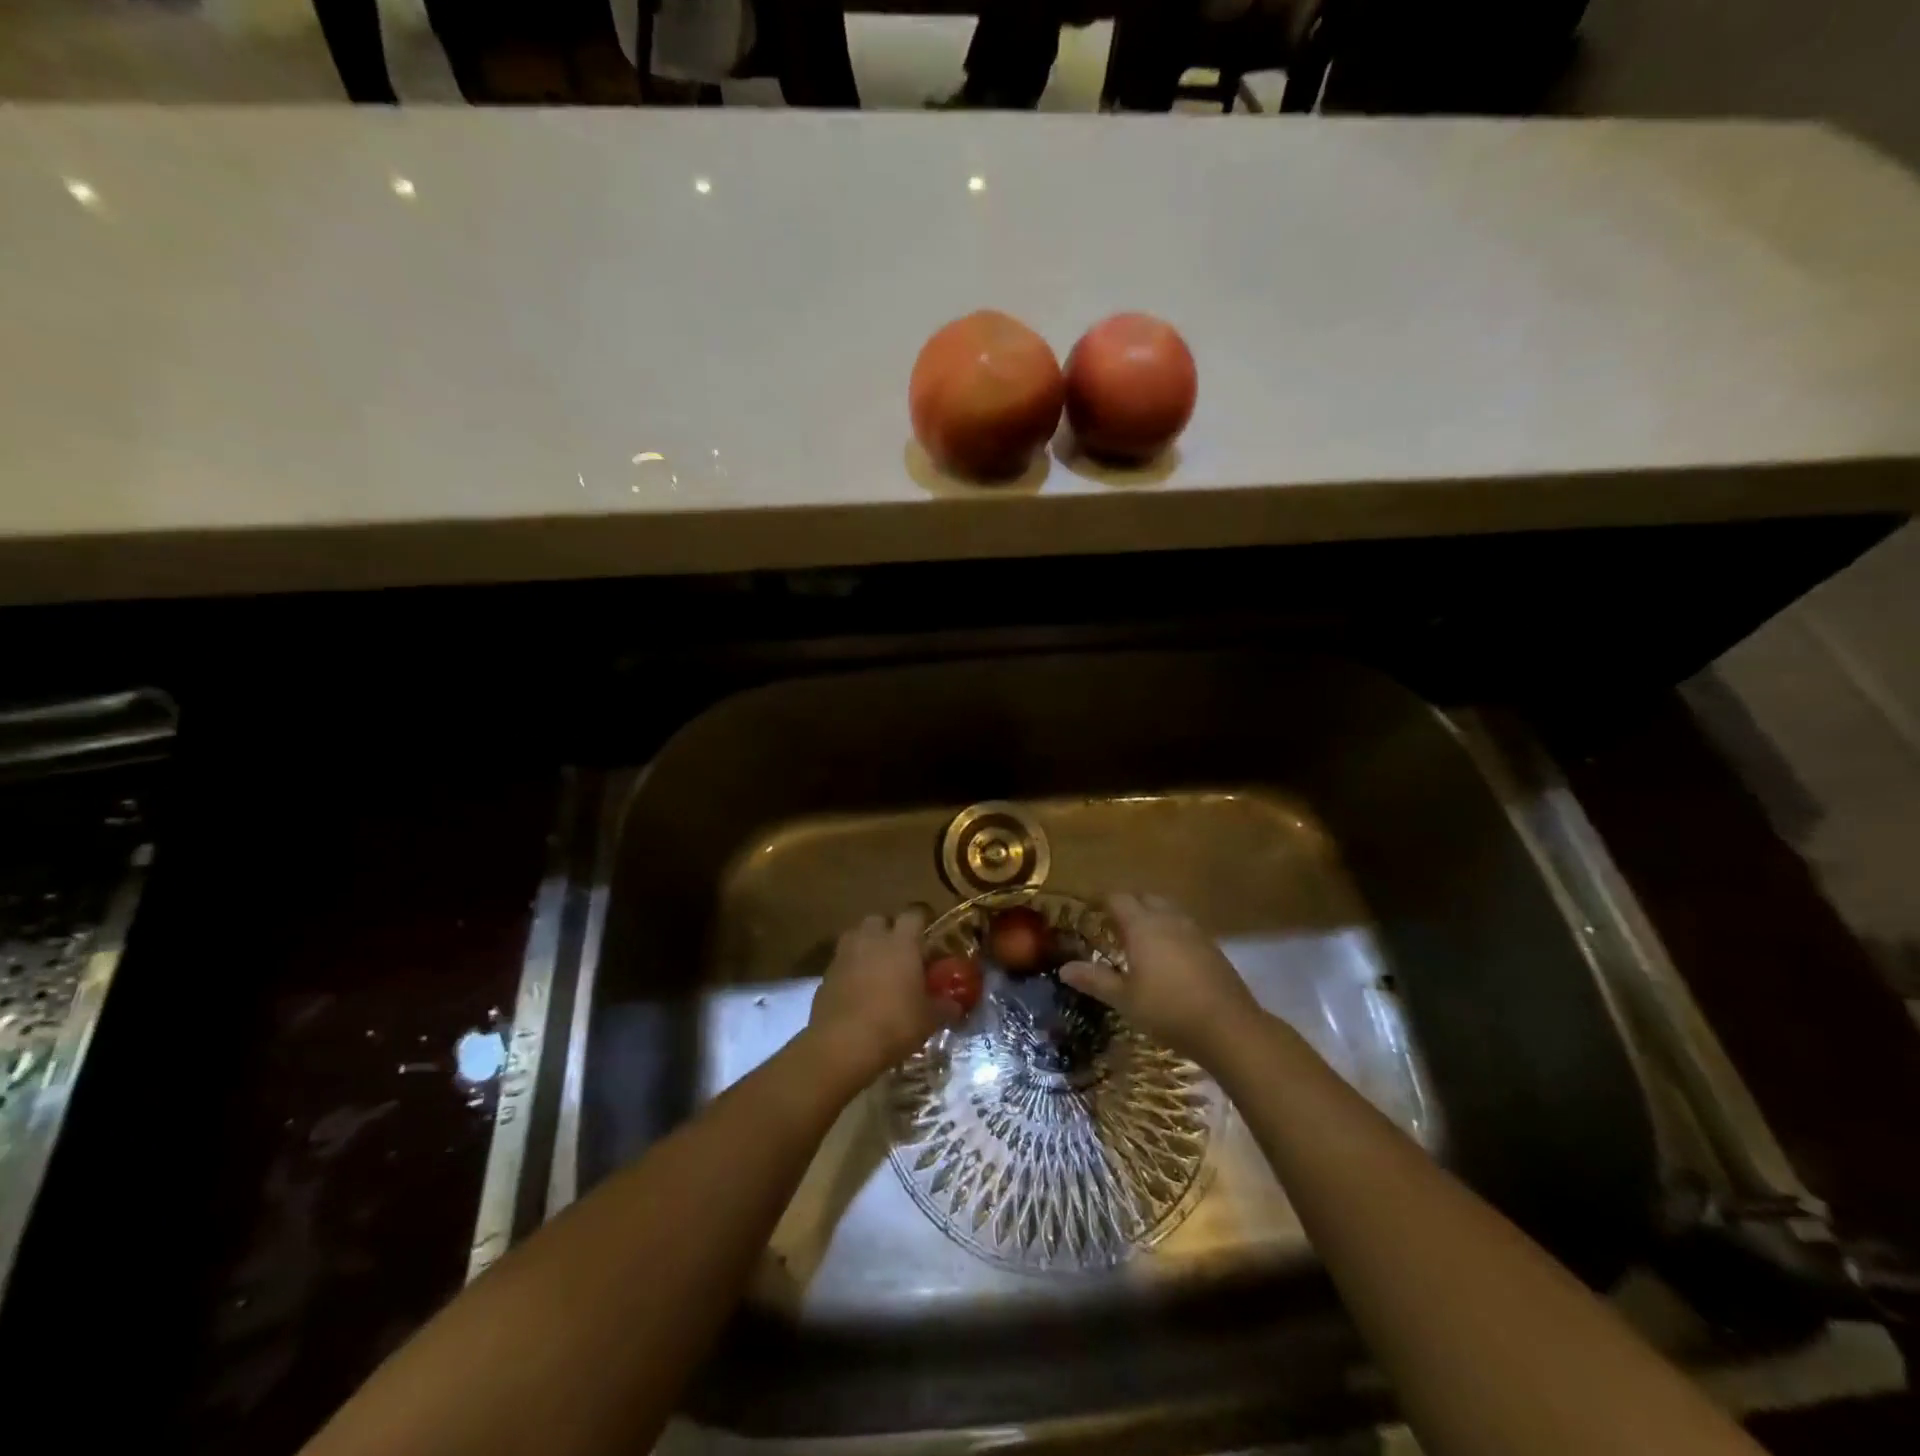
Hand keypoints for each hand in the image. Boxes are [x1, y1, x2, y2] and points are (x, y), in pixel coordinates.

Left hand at [807, 908, 959, 1083]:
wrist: (842, 1044)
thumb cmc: (894, 1024)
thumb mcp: (929, 1019)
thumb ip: (944, 1007)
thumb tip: (956, 1005)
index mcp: (901, 942)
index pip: (914, 913)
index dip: (922, 919)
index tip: (929, 932)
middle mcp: (872, 939)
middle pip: (879, 919)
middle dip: (889, 930)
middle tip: (900, 951)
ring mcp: (845, 954)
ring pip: (856, 935)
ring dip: (866, 945)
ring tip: (877, 967)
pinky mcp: (825, 974)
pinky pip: (842, 961)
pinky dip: (850, 968)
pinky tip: (858, 990)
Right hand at [1060, 893, 1259, 1065]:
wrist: (1228, 1027)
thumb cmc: (1168, 1010)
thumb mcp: (1124, 999)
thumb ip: (1094, 980)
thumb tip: (1064, 968)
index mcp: (1143, 926)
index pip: (1118, 899)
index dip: (1102, 901)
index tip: (1089, 911)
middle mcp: (1168, 919)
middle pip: (1145, 898)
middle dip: (1128, 904)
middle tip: (1112, 924)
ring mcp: (1194, 931)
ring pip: (1168, 910)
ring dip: (1151, 915)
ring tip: (1139, 938)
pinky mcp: (1212, 946)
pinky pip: (1184, 926)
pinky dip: (1170, 930)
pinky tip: (1167, 955)